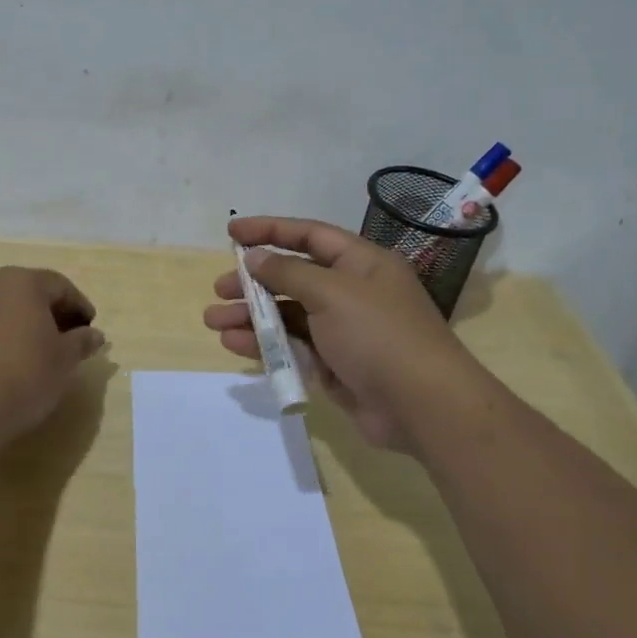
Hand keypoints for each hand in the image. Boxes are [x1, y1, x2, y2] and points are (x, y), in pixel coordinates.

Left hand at [0, 267, 105, 443]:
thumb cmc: (24, 374)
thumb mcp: (65, 360)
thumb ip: (82, 342)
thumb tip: (94, 335)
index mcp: (23, 281)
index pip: (61, 286)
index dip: (81, 307)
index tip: (92, 331)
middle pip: (32, 293)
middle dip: (54, 314)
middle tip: (71, 341)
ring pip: (8, 309)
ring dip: (28, 326)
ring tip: (42, 355)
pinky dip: (5, 337)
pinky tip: (13, 363)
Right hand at [203, 217, 470, 450]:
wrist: (422, 406)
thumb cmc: (379, 335)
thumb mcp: (332, 293)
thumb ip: (289, 273)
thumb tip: (255, 258)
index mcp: (361, 263)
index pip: (309, 236)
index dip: (270, 230)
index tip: (232, 233)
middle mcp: (352, 292)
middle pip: (294, 278)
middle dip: (254, 282)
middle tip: (220, 289)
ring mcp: (343, 331)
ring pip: (289, 316)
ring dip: (252, 317)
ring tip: (214, 322)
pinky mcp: (335, 366)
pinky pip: (294, 348)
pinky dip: (266, 345)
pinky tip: (235, 345)